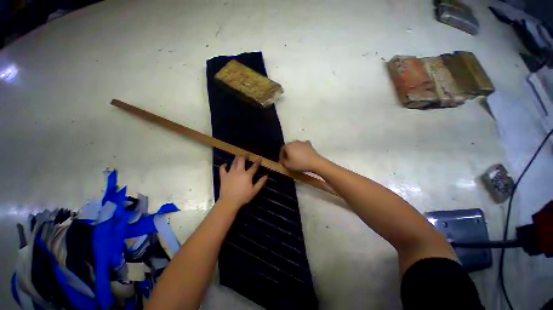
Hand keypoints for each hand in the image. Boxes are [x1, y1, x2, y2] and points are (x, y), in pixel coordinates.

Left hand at [218, 156, 267, 209]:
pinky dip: (224, 165)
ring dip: (236, 158)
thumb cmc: (243, 197)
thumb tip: (266, 176)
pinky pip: (222, 168)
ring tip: (238, 156)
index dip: (257, 162)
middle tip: (246, 155)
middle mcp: (239, 171)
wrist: (229, 201)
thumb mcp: (254, 191)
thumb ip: (260, 183)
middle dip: (244, 156)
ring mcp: (230, 173)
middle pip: (242, 160)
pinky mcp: (223, 176)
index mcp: (247, 175)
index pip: (254, 167)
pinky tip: (225, 164)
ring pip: (233, 162)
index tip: (259, 158)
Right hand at [279, 140, 322, 171]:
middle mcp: (294, 142)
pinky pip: (302, 146)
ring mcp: (302, 142)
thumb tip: (283, 159)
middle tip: (289, 159)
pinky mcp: (308, 144)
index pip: (282, 149)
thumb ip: (283, 161)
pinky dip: (301, 149)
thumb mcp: (288, 165)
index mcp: (288, 146)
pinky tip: (303, 154)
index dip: (281, 155)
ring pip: (296, 146)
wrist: (314, 162)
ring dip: (295, 151)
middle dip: (288, 152)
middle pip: (289, 147)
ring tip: (296, 157)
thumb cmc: (300, 164)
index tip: (283, 161)